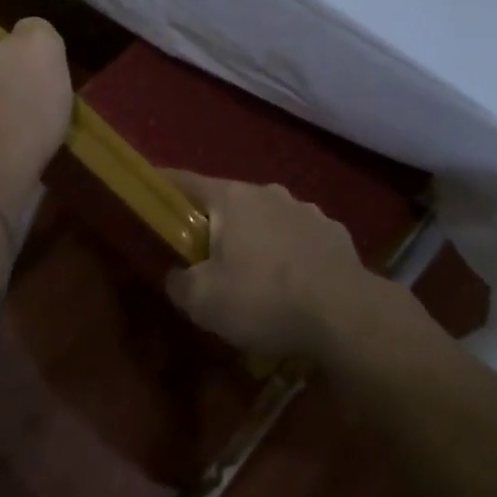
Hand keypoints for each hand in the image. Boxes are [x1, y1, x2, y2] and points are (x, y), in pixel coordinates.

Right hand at [161, 171, 371, 359]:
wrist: (346, 315)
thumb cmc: (264, 299)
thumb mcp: (203, 302)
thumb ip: (179, 283)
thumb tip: (178, 275)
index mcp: (231, 197)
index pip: (185, 181)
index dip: (163, 187)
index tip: (150, 194)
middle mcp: (268, 192)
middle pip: (228, 202)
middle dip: (214, 224)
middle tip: (205, 257)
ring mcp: (305, 210)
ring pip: (267, 219)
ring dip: (255, 239)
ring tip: (255, 277)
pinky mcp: (334, 233)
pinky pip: (299, 238)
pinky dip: (289, 254)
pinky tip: (293, 285)